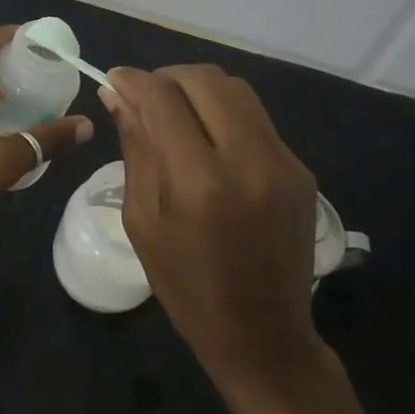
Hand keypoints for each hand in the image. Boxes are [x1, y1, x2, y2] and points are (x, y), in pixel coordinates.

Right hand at [101, 65, 319, 391]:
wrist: (264, 336)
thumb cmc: (187, 287)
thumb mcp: (144, 220)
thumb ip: (136, 149)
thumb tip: (118, 95)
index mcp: (201, 182)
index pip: (163, 99)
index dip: (133, 81)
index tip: (114, 80)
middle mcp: (249, 160)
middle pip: (204, 80)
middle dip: (166, 77)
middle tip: (144, 98)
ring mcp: (283, 161)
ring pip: (235, 89)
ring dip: (197, 89)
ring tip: (175, 112)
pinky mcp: (301, 168)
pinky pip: (255, 118)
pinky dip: (224, 113)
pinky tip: (208, 141)